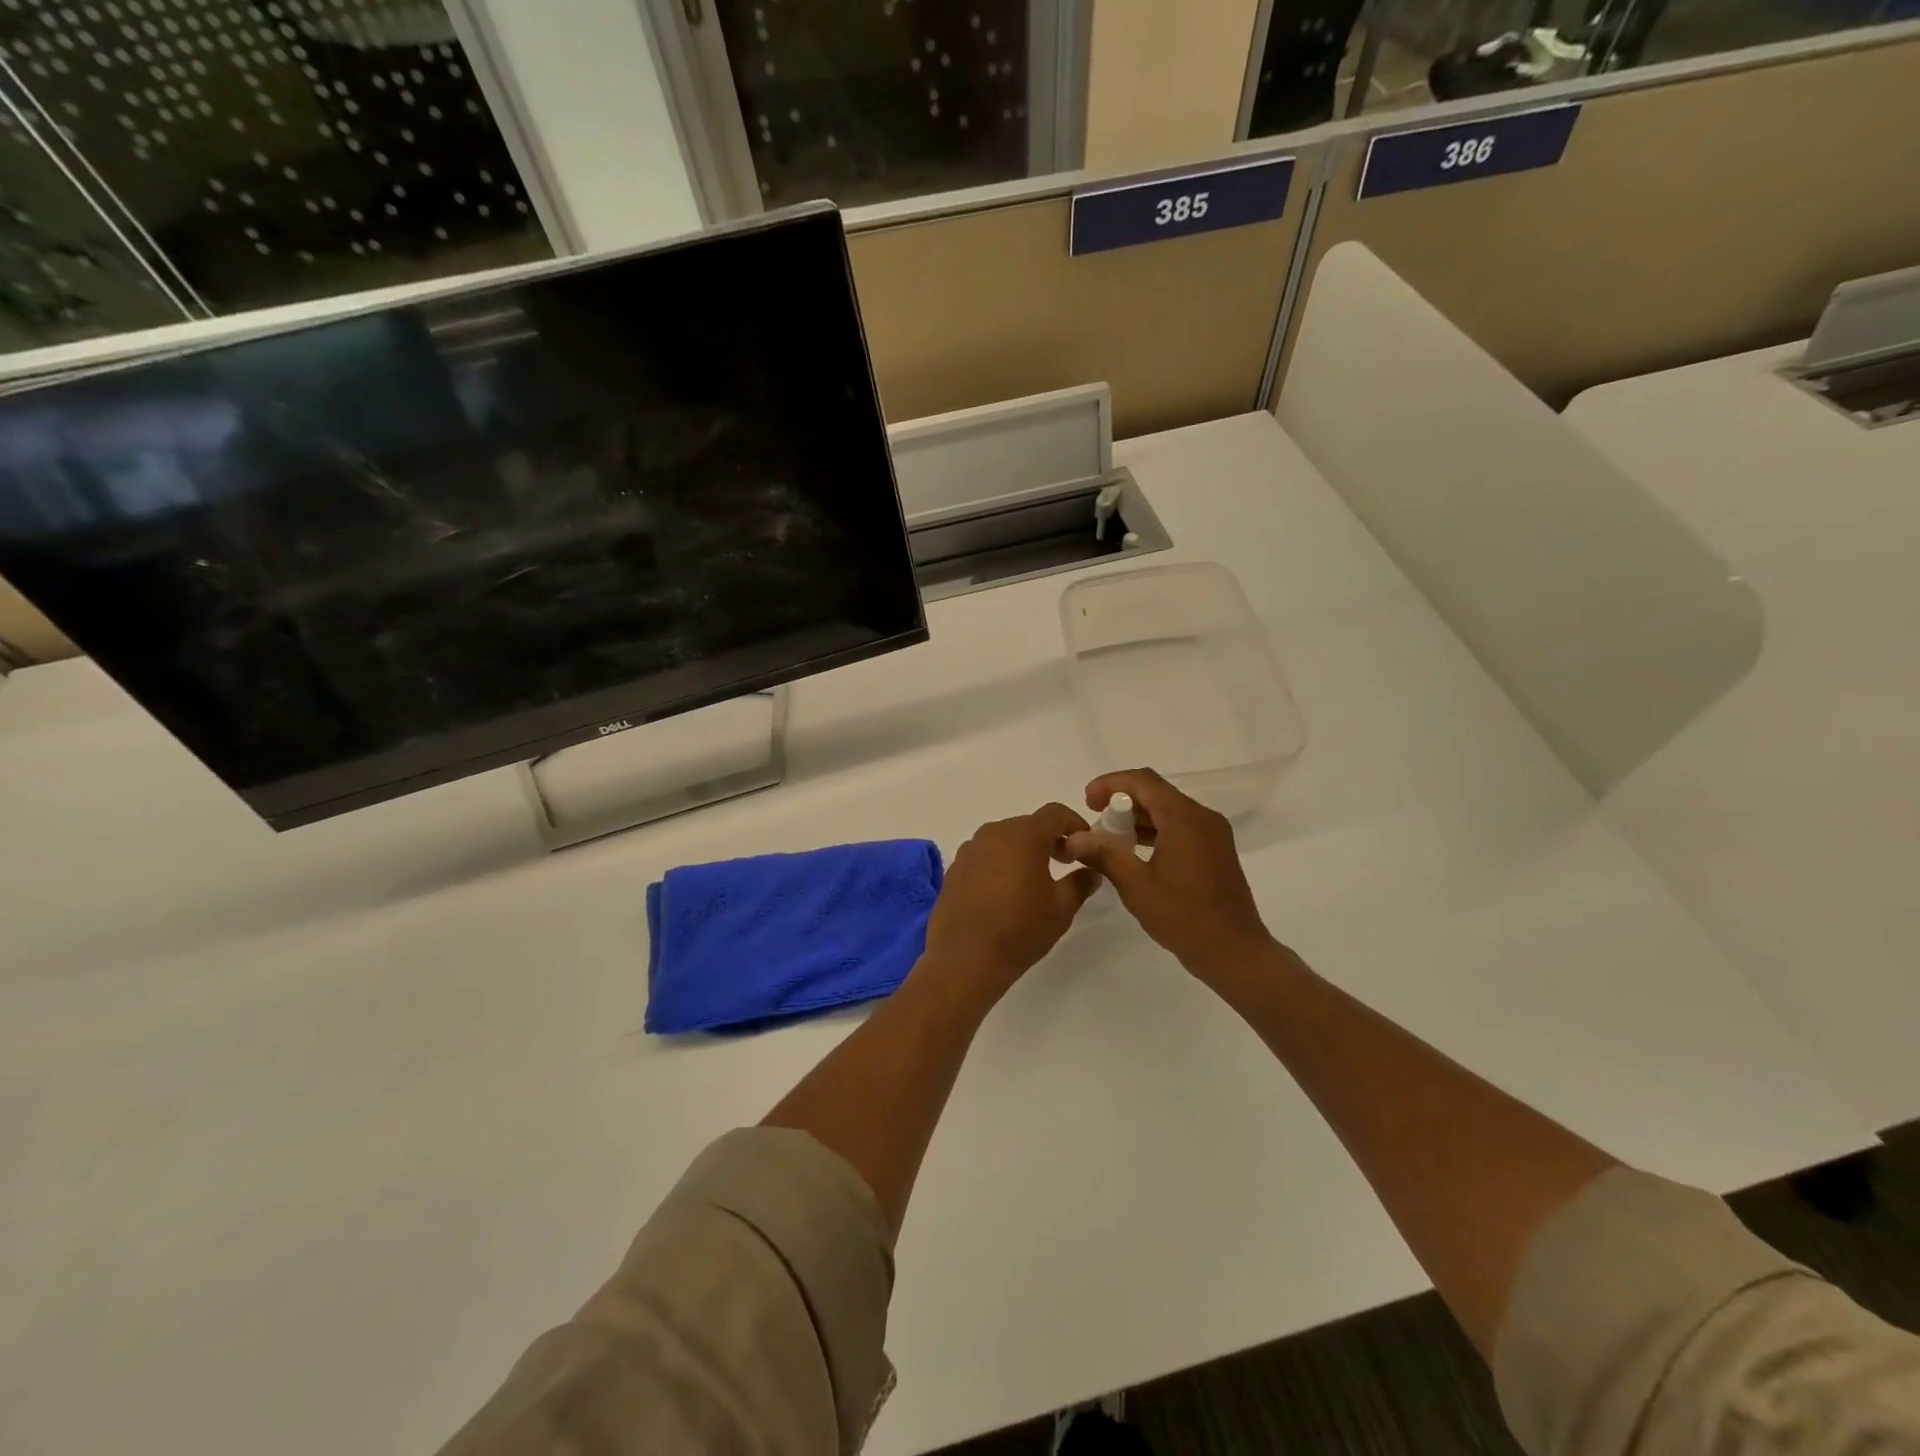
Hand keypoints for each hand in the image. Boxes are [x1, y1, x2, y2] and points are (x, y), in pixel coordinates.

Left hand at [921, 804, 1101, 1006]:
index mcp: (1023, 835)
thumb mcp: (1061, 908)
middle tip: (1064, 864)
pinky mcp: (955, 868)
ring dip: (1022, 851)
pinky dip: (999, 864)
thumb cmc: (1020, 930)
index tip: (1085, 846)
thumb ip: (1080, 883)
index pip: (1055, 813)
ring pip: (1004, 839)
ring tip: (1033, 881)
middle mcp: (994, 833)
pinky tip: (1004, 893)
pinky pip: (984, 855)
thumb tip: (1090, 872)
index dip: (1075, 824)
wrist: (965, 959)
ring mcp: (970, 849)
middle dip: (1049, 839)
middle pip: (1028, 825)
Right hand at [1063, 769, 1271, 984]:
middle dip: (1121, 802)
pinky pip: (1180, 828)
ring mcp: (1212, 834)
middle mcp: (1202, 818)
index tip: (1086, 802)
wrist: (1234, 952)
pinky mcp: (1215, 851)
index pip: (1143, 781)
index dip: (1111, 784)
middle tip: (1094, 821)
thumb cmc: (1184, 916)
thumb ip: (1104, 854)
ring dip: (1137, 818)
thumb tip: (1073, 837)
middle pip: (1156, 793)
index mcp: (1185, 818)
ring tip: (1108, 839)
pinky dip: (1155, 832)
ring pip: (1168, 811)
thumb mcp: (1136, 885)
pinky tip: (1134, 853)